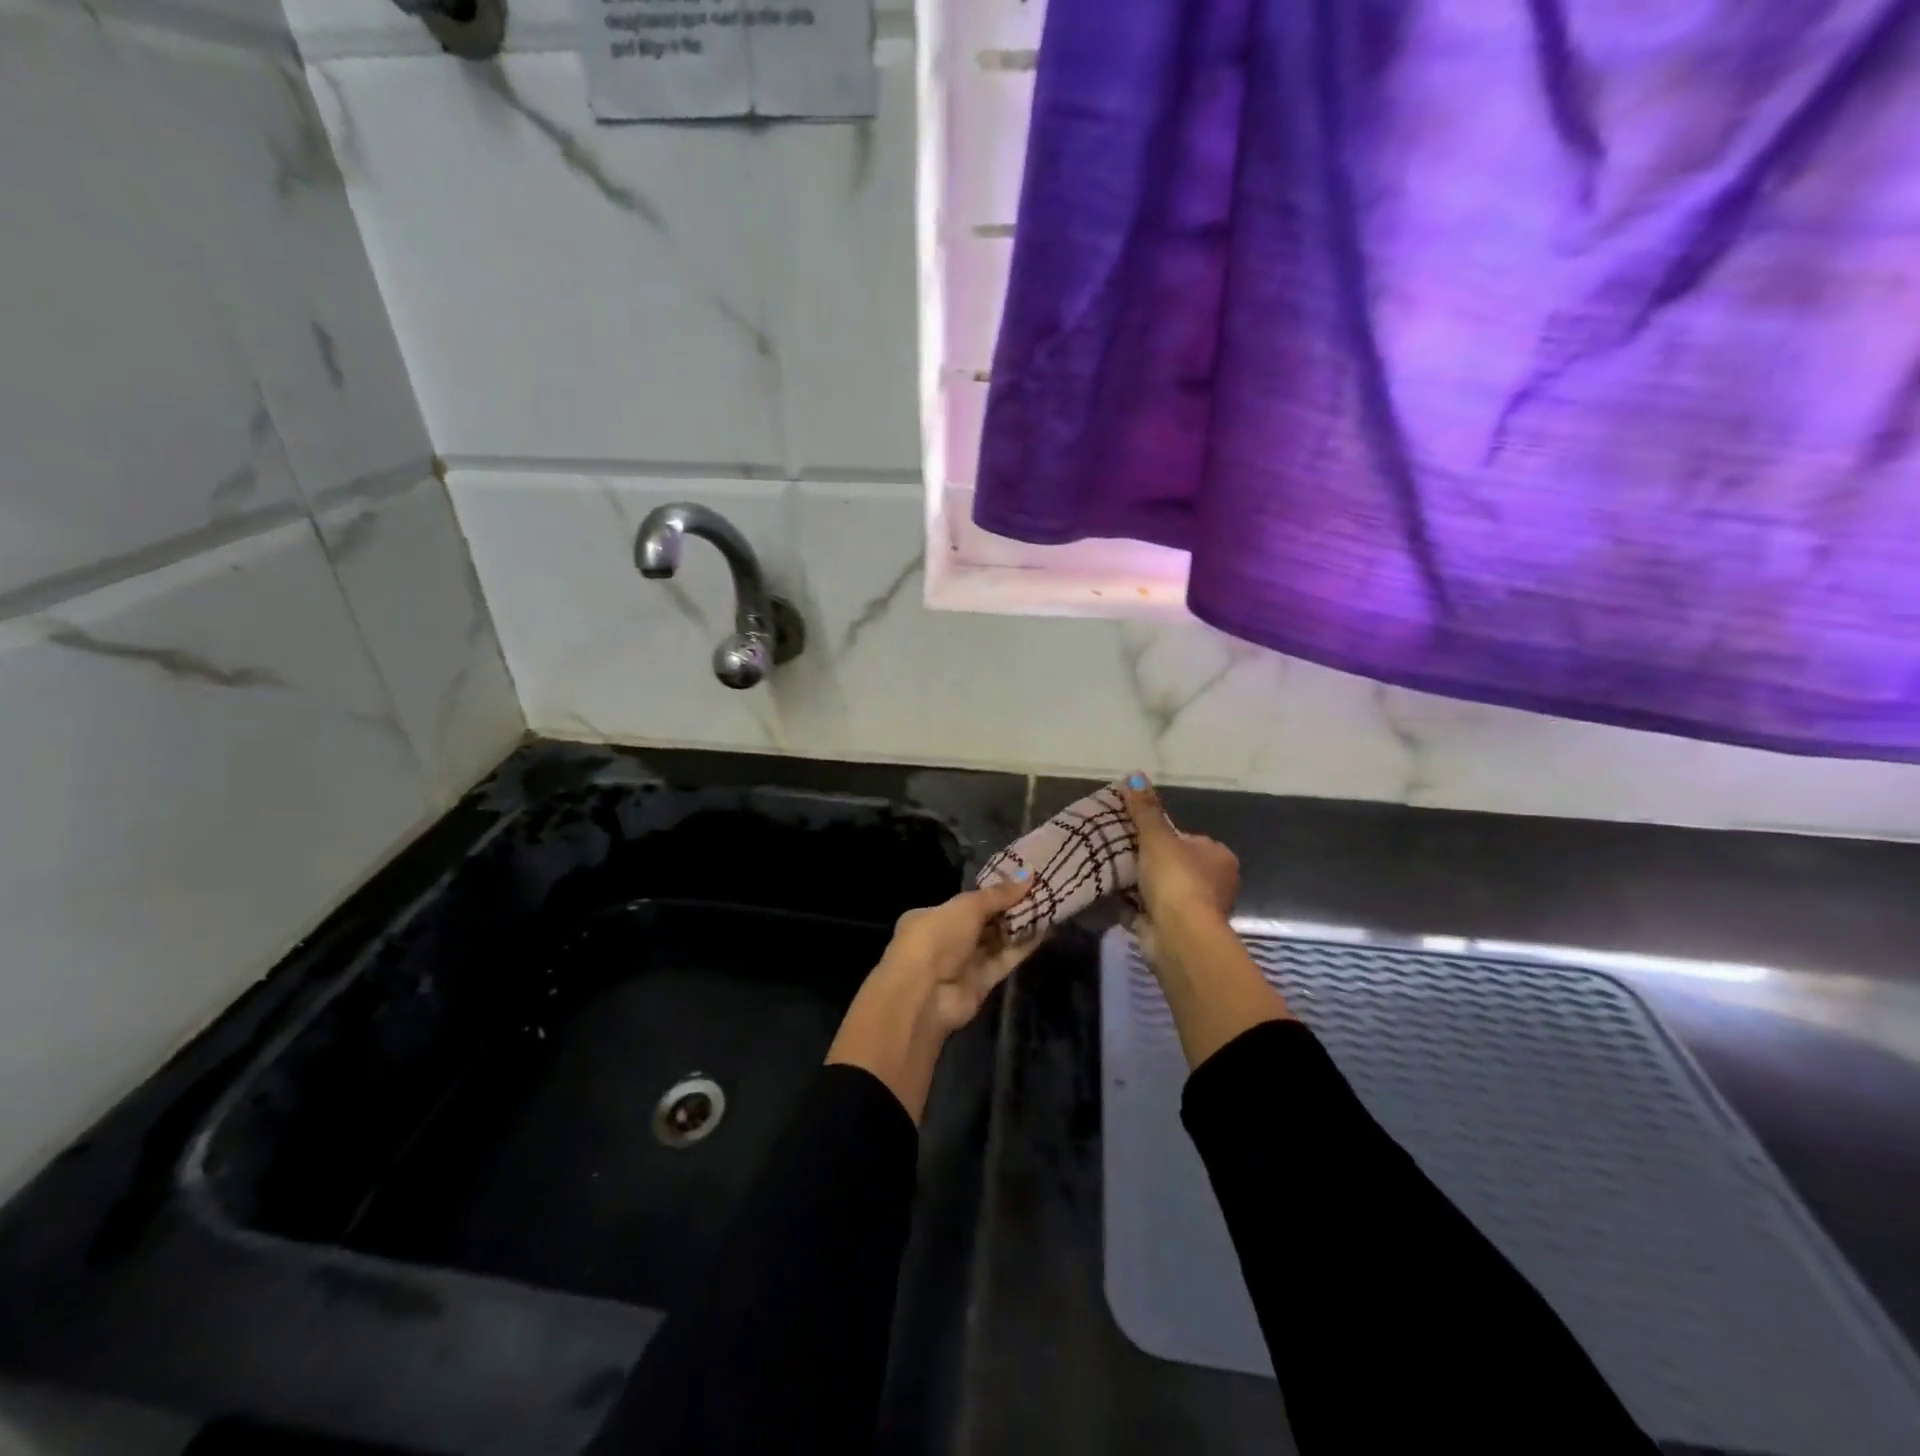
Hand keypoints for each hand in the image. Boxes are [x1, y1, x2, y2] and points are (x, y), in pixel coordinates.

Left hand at [828, 876, 1036, 1121]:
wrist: (924, 995)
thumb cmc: (937, 938)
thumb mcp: (966, 907)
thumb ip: (998, 894)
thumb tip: (1028, 874)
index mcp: (931, 917)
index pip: (965, 903)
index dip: (992, 893)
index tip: (1020, 882)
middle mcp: (946, 940)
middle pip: (983, 922)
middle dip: (1009, 909)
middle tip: (1041, 892)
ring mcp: (963, 964)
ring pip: (996, 941)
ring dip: (1020, 926)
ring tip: (1050, 906)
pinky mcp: (981, 984)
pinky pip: (1004, 960)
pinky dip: (1023, 946)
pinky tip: (1045, 930)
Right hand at [1119, 774, 1286, 1064]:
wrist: (1179, 935)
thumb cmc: (1176, 879)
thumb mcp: (1157, 837)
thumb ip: (1145, 809)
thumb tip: (1134, 775)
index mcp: (1219, 856)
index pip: (1188, 839)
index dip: (1162, 836)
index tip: (1135, 834)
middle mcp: (1214, 883)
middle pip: (1173, 865)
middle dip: (1147, 862)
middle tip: (1116, 851)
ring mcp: (1195, 910)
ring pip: (1160, 889)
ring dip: (1138, 885)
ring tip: (1106, 871)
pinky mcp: (1175, 931)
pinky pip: (1148, 911)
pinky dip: (1131, 905)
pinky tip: (1108, 895)